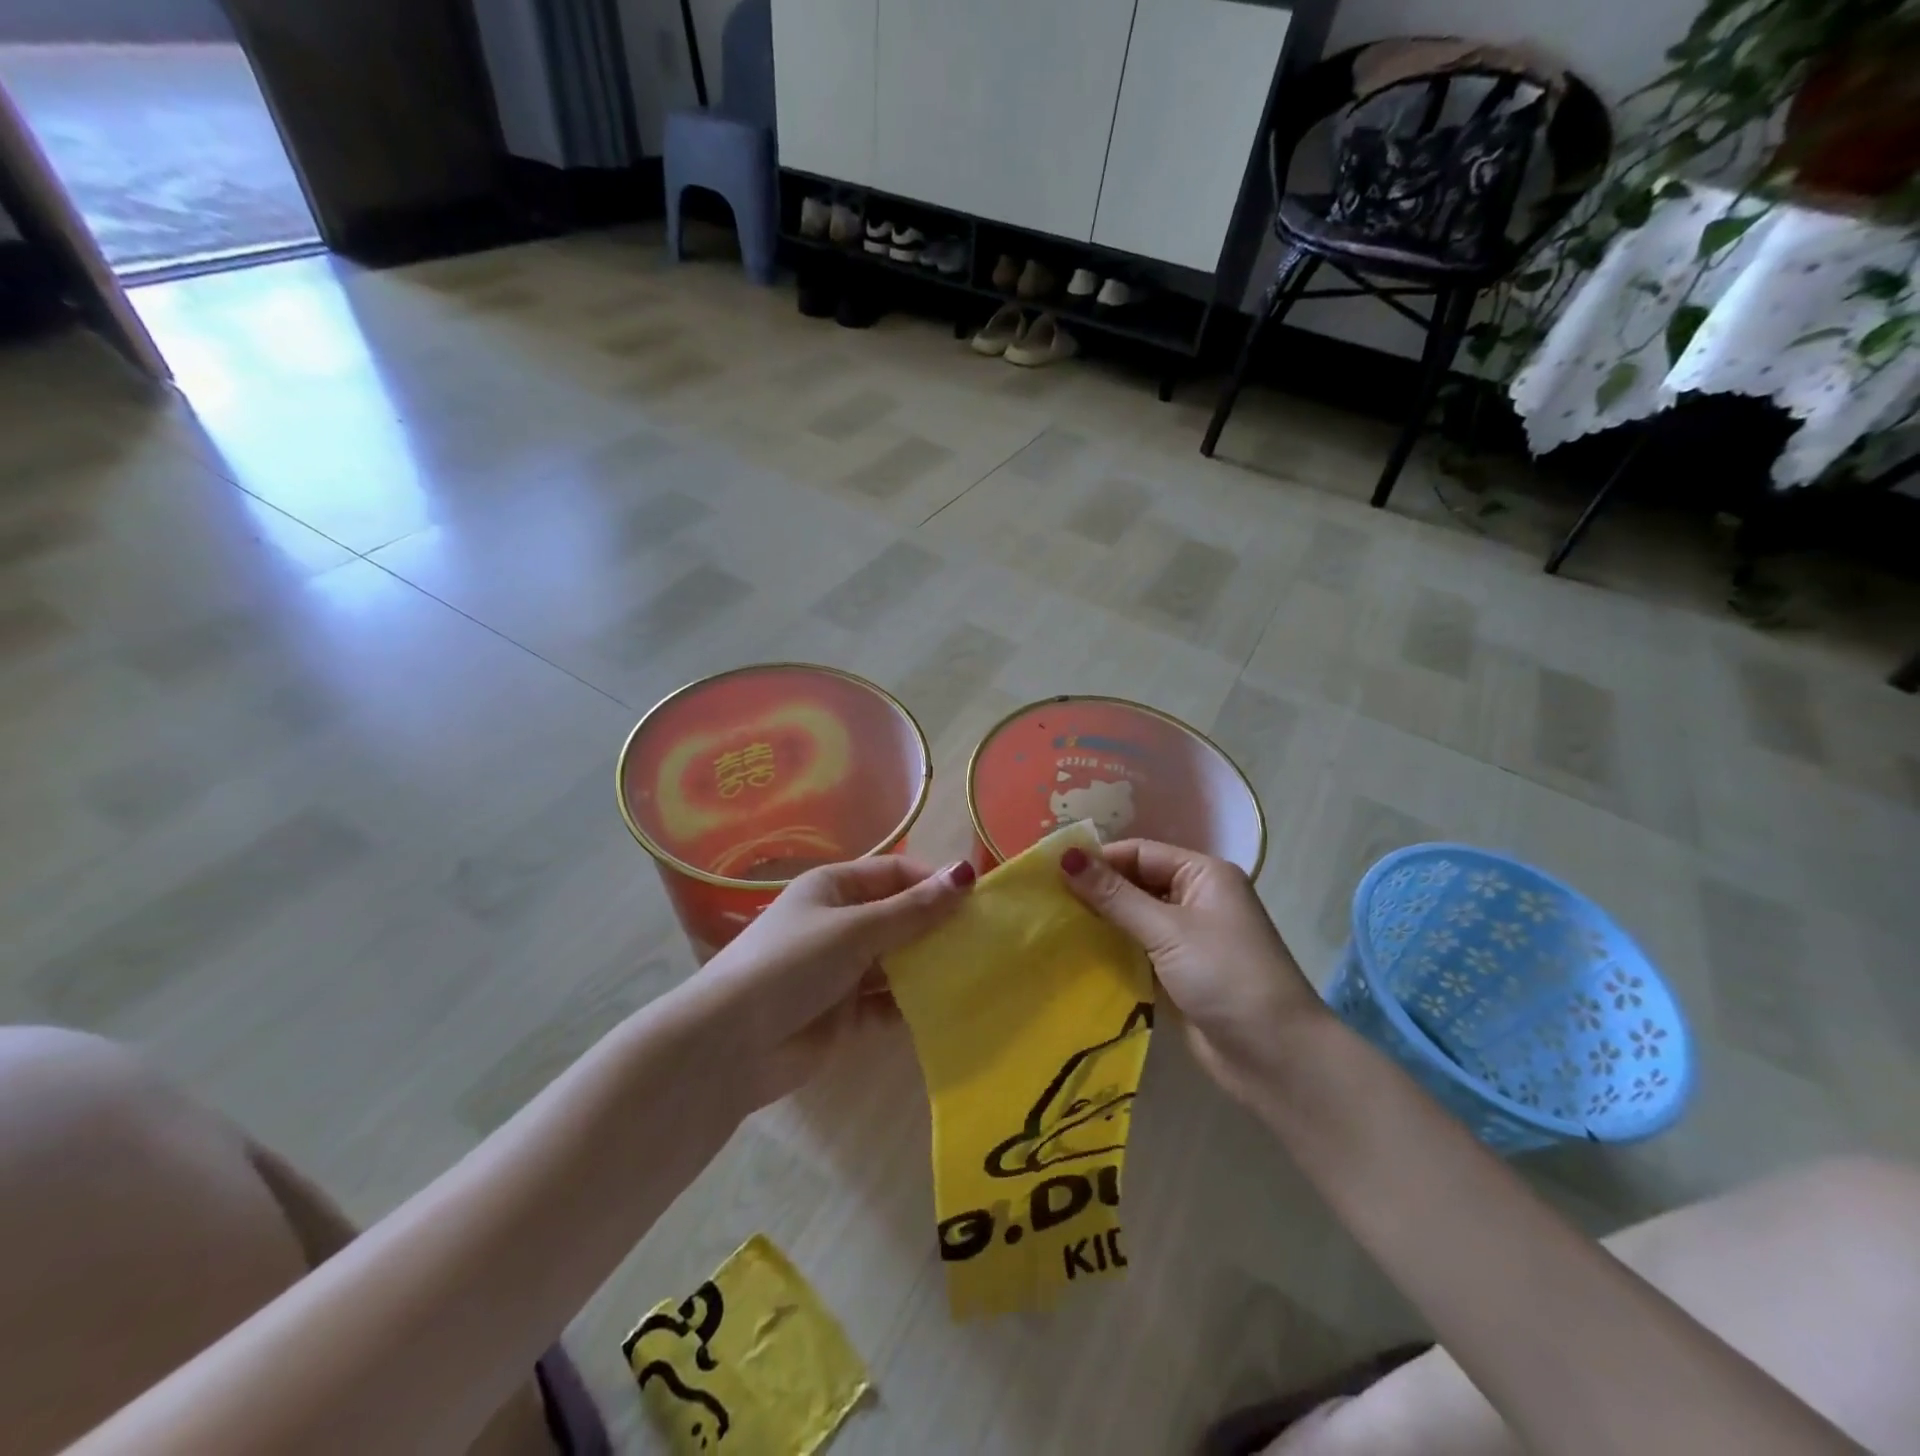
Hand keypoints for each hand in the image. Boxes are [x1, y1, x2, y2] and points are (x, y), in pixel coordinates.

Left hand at [697, 856, 974, 1104]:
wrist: (731, 1044)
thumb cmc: (791, 964)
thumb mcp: (854, 929)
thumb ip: (912, 909)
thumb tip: (966, 873)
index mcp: (835, 888)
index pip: (895, 874)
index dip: (934, 883)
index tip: (976, 901)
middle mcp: (840, 923)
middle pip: (900, 917)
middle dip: (937, 927)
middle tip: (985, 940)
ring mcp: (843, 970)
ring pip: (898, 961)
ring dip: (929, 966)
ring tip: (977, 972)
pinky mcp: (846, 1013)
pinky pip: (890, 1001)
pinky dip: (914, 1003)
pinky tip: (948, 1007)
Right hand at [1059, 839, 1325, 1106]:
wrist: (1275, 1058)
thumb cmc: (1225, 977)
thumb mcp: (1167, 930)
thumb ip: (1115, 896)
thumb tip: (1066, 857)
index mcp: (1202, 875)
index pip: (1139, 853)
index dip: (1098, 860)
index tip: (1050, 872)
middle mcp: (1195, 899)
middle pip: (1134, 884)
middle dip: (1094, 891)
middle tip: (1044, 900)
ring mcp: (1187, 939)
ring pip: (1132, 919)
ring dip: (1099, 923)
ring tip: (1050, 924)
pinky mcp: (1177, 974)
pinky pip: (1136, 951)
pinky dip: (1111, 951)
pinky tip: (1075, 955)